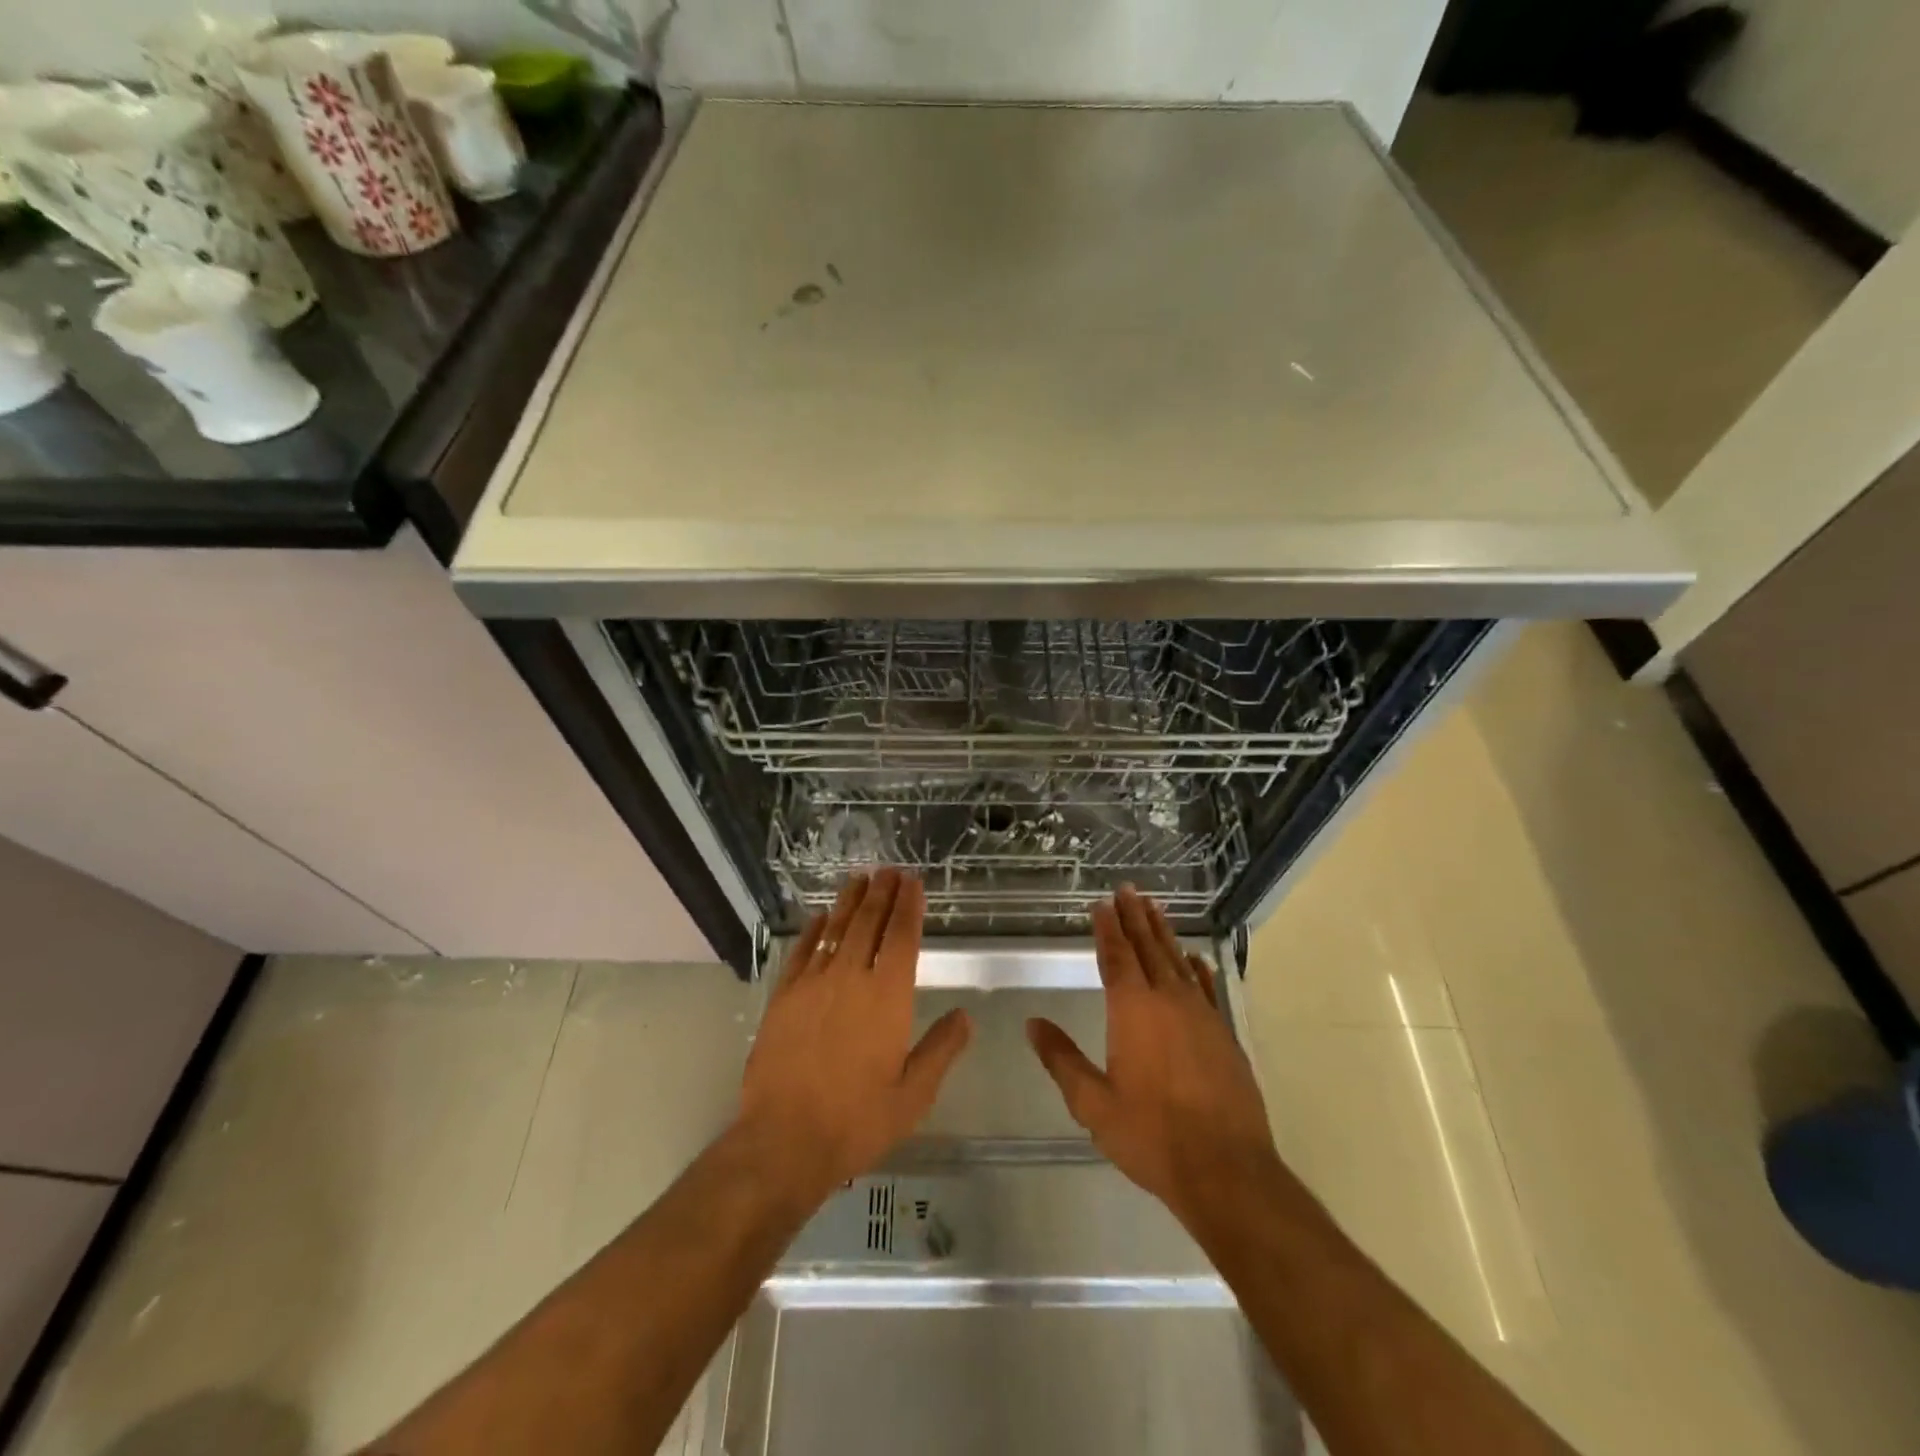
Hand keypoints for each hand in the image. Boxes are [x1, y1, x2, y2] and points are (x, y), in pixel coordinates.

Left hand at [738, 869, 972, 1205]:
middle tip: (889, 870)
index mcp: (887, 997)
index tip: (913, 883)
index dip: (909, 906)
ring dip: (849, 902)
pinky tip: (819, 919)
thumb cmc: (857, 1120)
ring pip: (835, 929)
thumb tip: (965, 1016)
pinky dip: (812, 931)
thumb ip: (941, 1049)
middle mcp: (851, 978)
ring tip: (860, 879)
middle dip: (882, 893)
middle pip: (868, 922)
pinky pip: (801, 952)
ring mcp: (812, 984)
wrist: (784, 1140)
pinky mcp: (783, 997)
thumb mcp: (913, 1094)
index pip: (902, 937)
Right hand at [1028, 885, 1281, 1229]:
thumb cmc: (1151, 1135)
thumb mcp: (1093, 1103)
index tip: (1102, 903)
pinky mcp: (1224, 1034)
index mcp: (1133, 1010)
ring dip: (1164, 933)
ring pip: (1178, 961)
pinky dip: (1197, 968)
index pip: (1117, 956)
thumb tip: (1032, 1024)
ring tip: (1155, 908)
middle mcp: (1168, 1000)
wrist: (1227, 1170)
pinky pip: (1207, 988)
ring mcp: (1201, 1015)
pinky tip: (1194, 958)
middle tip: (1128, 889)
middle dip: (1135, 917)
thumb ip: (1062, 1059)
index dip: (1108, 928)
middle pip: (1149, 948)